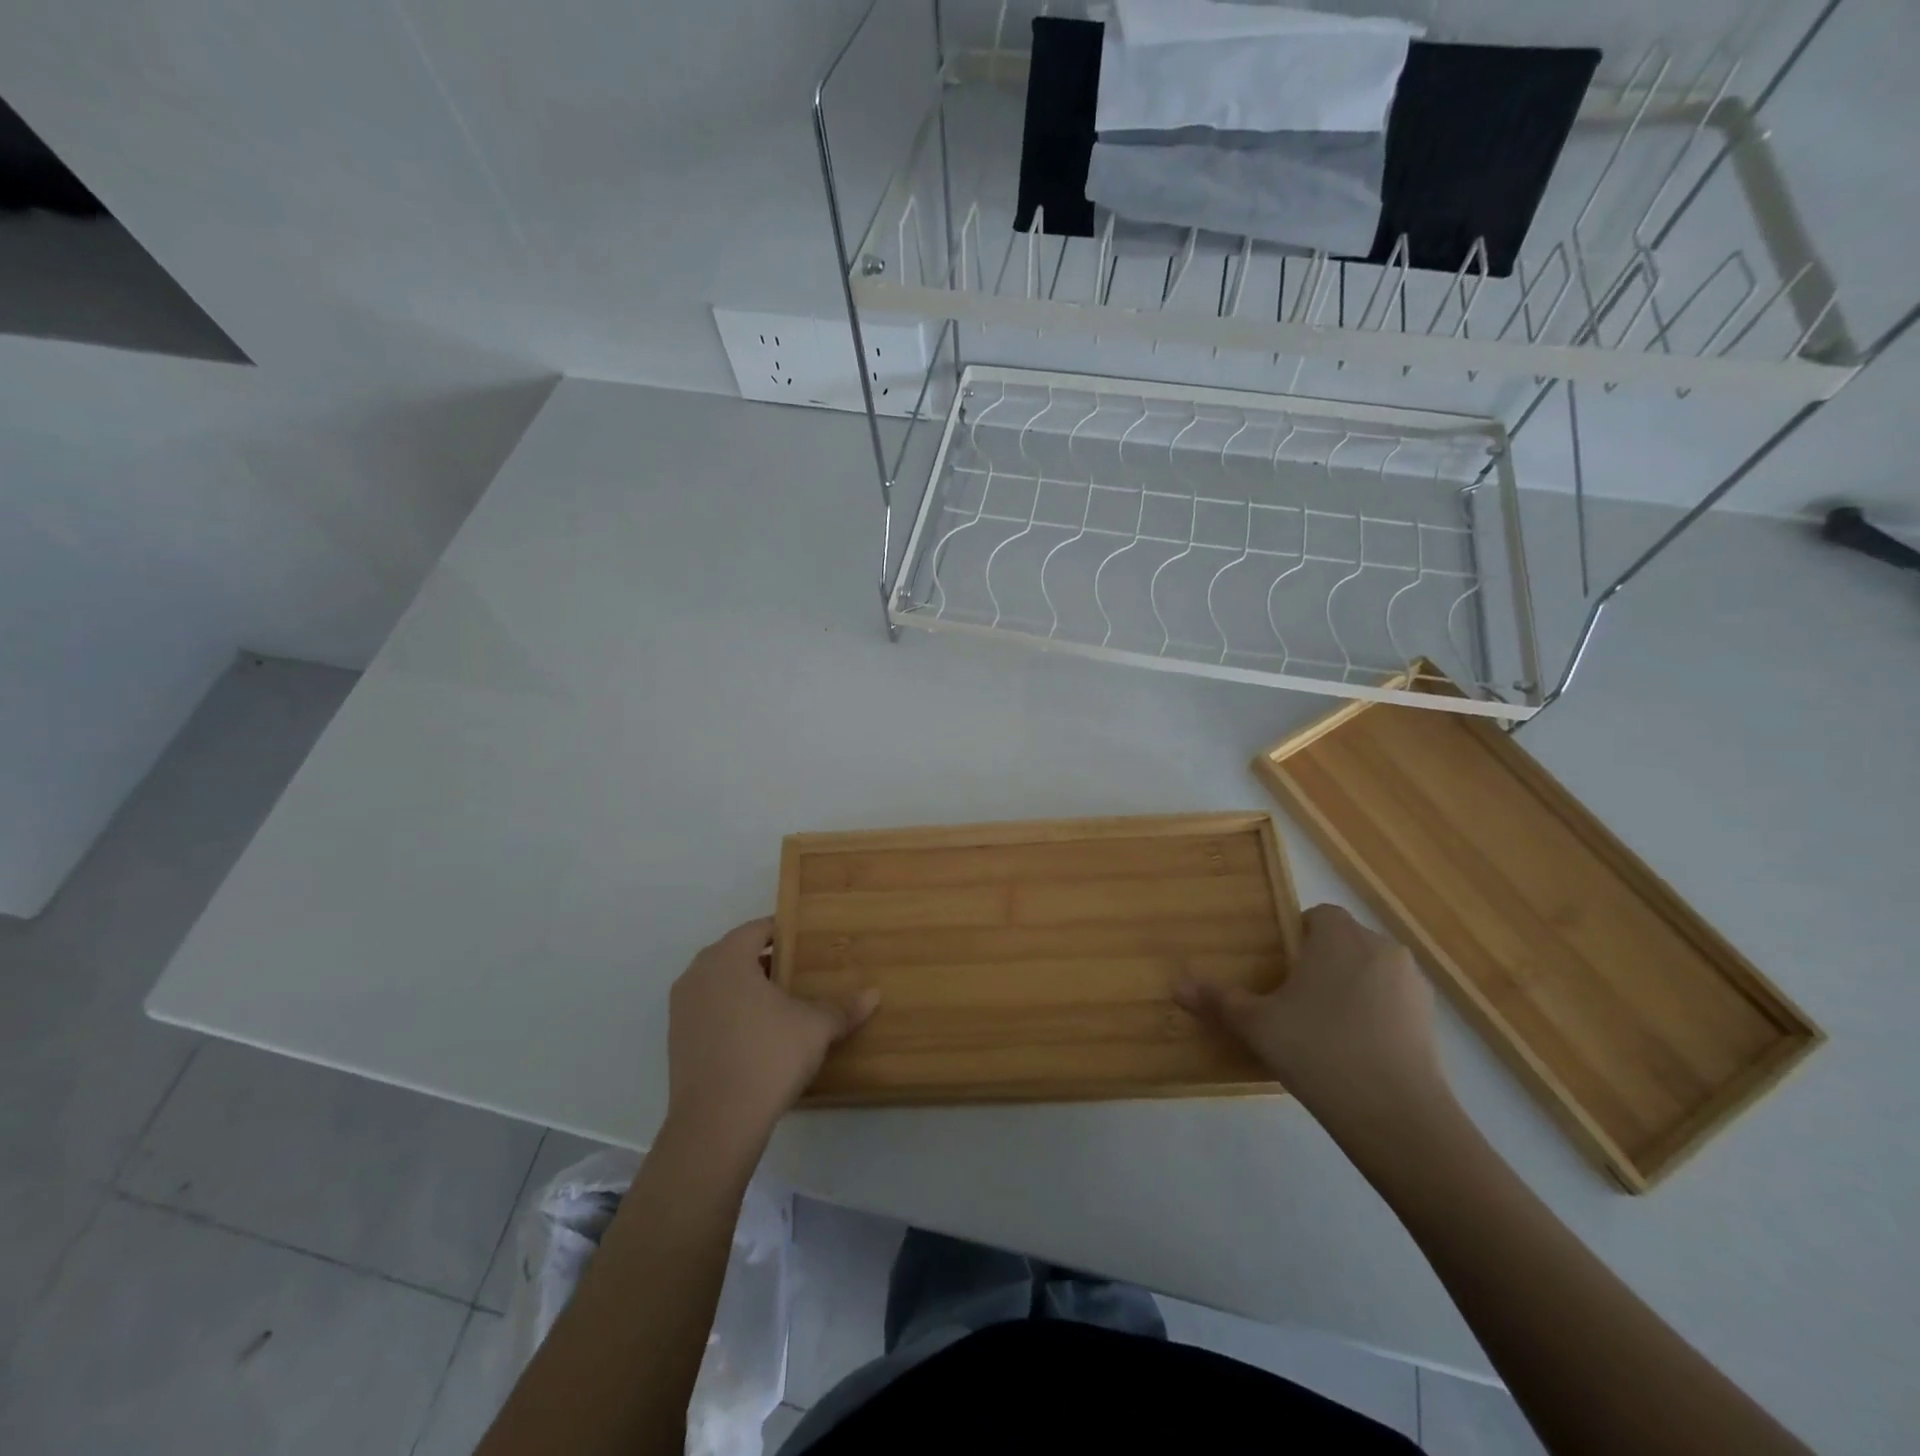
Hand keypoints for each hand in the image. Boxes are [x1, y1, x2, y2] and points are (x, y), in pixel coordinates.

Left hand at [666, 917, 878, 1144]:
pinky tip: (758, 1034)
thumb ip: (843, 1008)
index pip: (757, 929)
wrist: (716, 1124)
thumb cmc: (768, 1056)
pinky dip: (731, 1012)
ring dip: (747, 987)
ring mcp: (681, 1009)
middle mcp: (698, 974)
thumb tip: (874, 995)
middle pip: (736, 954)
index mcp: (728, 958)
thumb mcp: (816, 1028)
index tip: (808, 942)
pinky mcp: (676, 1040)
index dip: (784, 932)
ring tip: (781, 1003)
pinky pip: (709, 1010)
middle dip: (766, 960)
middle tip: (800, 971)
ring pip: (720, 983)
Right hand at [1175, 904, 1446, 1130]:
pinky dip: (1374, 1018)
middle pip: (1345, 943)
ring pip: (1371, 974)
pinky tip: (1354, 1053)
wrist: (1396, 1115)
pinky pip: (1392, 1005)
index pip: (1317, 916)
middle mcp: (1381, 948)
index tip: (1278, 969)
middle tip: (1292, 1000)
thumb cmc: (1318, 1049)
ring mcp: (1413, 986)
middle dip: (1321, 964)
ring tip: (1323, 1030)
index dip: (1296, 937)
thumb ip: (1219, 1001)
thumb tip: (1176, 987)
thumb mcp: (1257, 1024)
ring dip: (1349, 991)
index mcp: (1339, 936)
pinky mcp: (1432, 1023)